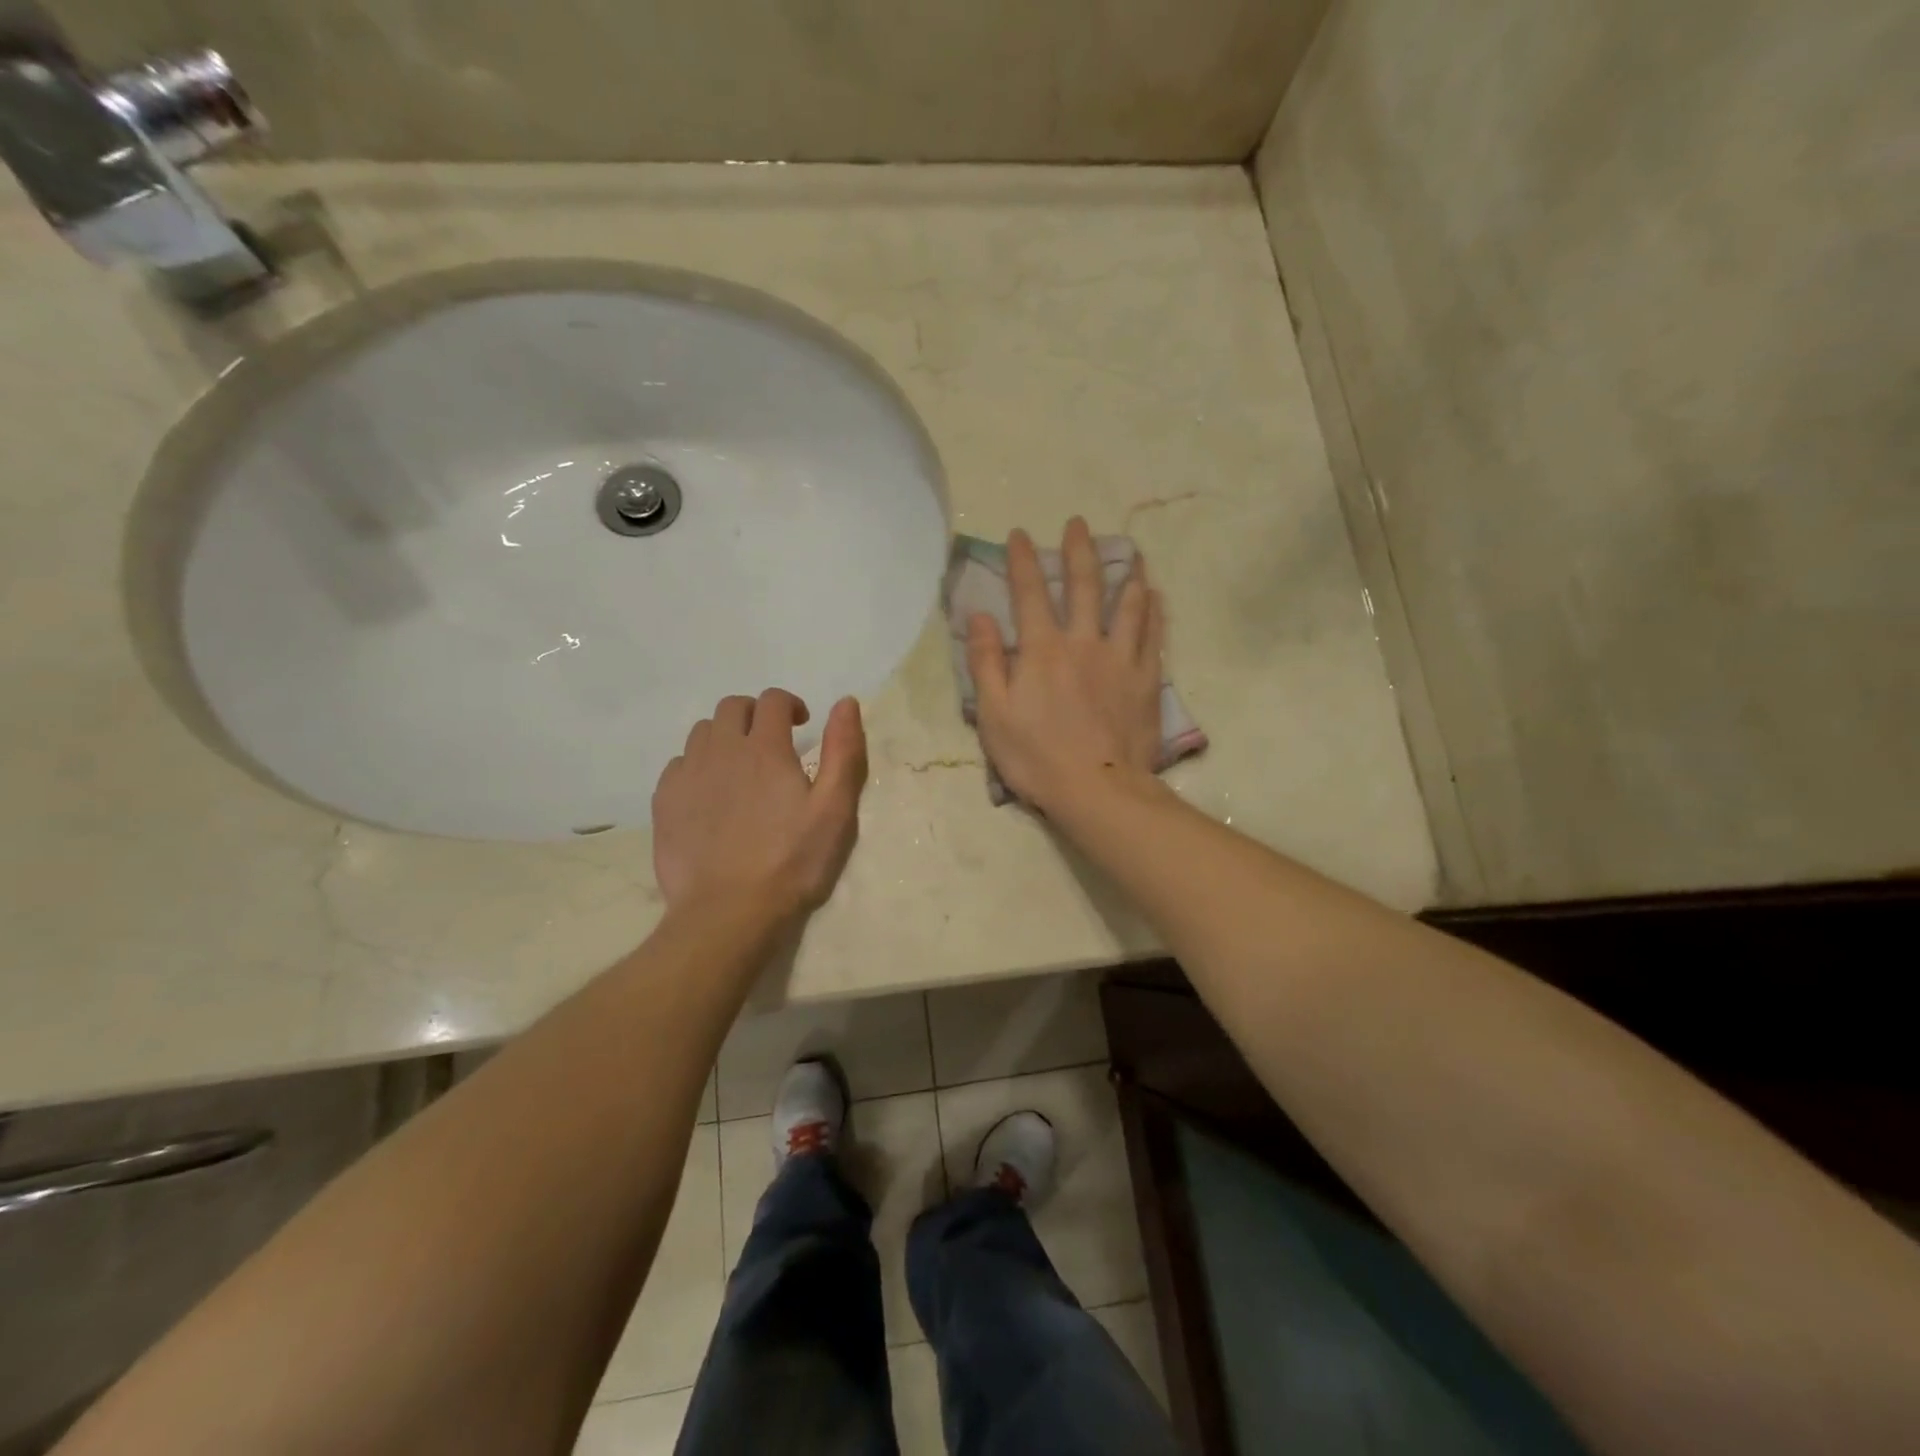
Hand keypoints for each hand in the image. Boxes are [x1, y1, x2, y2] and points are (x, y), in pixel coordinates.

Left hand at [652, 690, 868, 916]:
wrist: (728, 912)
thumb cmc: (791, 862)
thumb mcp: (834, 809)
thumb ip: (843, 751)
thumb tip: (846, 702)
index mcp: (765, 748)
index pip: (772, 700)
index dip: (789, 704)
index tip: (802, 725)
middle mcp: (722, 750)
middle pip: (732, 707)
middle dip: (754, 714)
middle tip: (771, 742)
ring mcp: (688, 775)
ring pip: (702, 732)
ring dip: (724, 737)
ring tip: (740, 766)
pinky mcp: (665, 802)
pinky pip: (678, 764)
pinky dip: (697, 765)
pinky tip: (710, 793)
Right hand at [966, 517, 1164, 813]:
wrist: (1097, 788)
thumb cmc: (1036, 756)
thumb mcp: (993, 714)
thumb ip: (986, 662)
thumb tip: (981, 616)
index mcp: (1042, 650)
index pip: (1029, 593)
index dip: (1022, 560)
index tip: (1019, 534)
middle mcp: (1083, 643)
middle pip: (1083, 586)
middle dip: (1078, 551)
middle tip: (1078, 523)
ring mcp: (1120, 659)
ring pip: (1127, 605)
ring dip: (1126, 573)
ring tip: (1130, 552)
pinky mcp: (1146, 680)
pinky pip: (1153, 636)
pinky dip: (1154, 611)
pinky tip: (1156, 596)